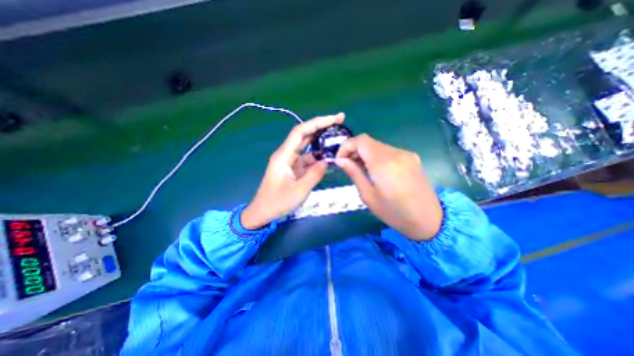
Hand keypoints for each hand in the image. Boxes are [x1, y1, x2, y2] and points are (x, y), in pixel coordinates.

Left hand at [243, 112, 346, 228]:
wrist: (262, 213)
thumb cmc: (277, 203)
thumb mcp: (298, 191)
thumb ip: (314, 175)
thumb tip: (327, 161)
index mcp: (284, 156)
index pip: (301, 132)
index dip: (317, 123)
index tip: (335, 118)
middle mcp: (286, 154)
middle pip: (304, 135)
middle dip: (322, 127)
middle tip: (340, 121)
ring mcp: (290, 161)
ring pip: (307, 147)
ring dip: (321, 142)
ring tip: (338, 139)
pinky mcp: (294, 168)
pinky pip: (307, 159)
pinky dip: (318, 157)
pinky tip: (329, 157)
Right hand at [334, 134, 441, 240]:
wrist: (428, 220)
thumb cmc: (394, 213)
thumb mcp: (368, 196)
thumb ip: (354, 173)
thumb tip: (340, 160)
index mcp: (383, 163)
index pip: (360, 141)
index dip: (346, 146)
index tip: (340, 160)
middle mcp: (396, 153)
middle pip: (368, 141)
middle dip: (354, 150)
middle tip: (348, 166)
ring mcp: (406, 154)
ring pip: (377, 146)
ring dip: (365, 154)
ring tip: (361, 170)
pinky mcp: (411, 157)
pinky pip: (388, 151)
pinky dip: (376, 156)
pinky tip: (376, 171)